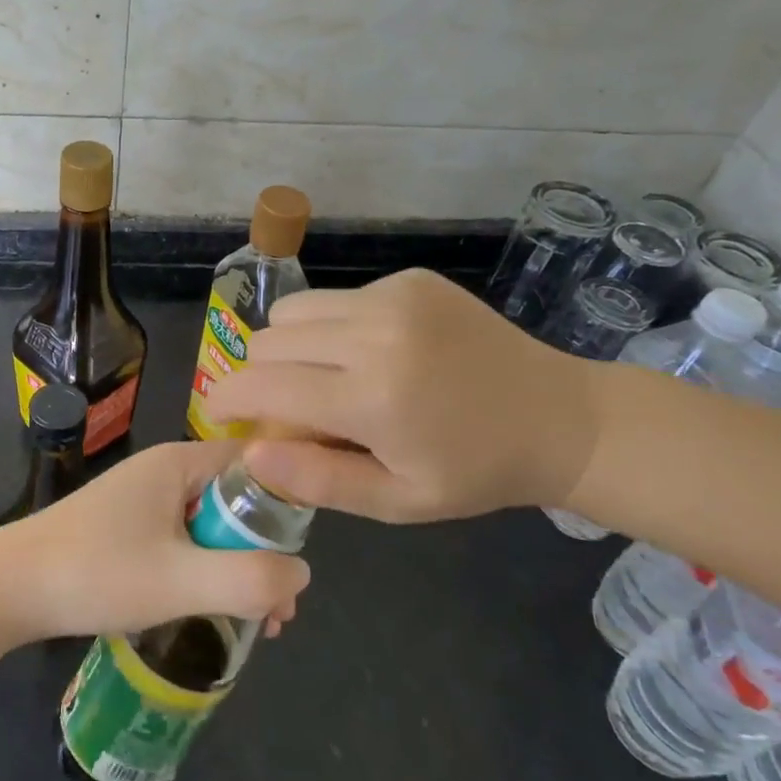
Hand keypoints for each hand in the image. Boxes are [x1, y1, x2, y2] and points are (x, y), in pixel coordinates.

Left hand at [0, 440, 310, 640]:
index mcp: (179, 463)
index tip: (302, 555)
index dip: (286, 500)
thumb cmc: (97, 572)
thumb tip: (302, 573)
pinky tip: (210, 612)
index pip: (254, 461)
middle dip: (263, 550)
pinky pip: (183, 541)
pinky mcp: (127, 528)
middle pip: (234, 499)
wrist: (11, 587)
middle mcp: (165, 472)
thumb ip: (249, 577)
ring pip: (209, 526)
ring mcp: (143, 499)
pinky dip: (205, 571)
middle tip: (279, 611)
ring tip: (255, 623)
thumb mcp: (181, 579)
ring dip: (236, 567)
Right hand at [203, 268, 601, 521]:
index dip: (226, 400)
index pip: (261, 386)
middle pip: (267, 342)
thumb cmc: (474, 472)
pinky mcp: (408, 279)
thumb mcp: (397, 501)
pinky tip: (374, 352)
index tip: (222, 415)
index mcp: (371, 398)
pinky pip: (336, 297)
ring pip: (292, 311)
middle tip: (288, 407)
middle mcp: (373, 335)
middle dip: (260, 377)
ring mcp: (392, 298)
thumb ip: (317, 479)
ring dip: (290, 346)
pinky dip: (333, 327)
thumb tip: (249, 452)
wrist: (559, 417)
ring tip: (326, 376)